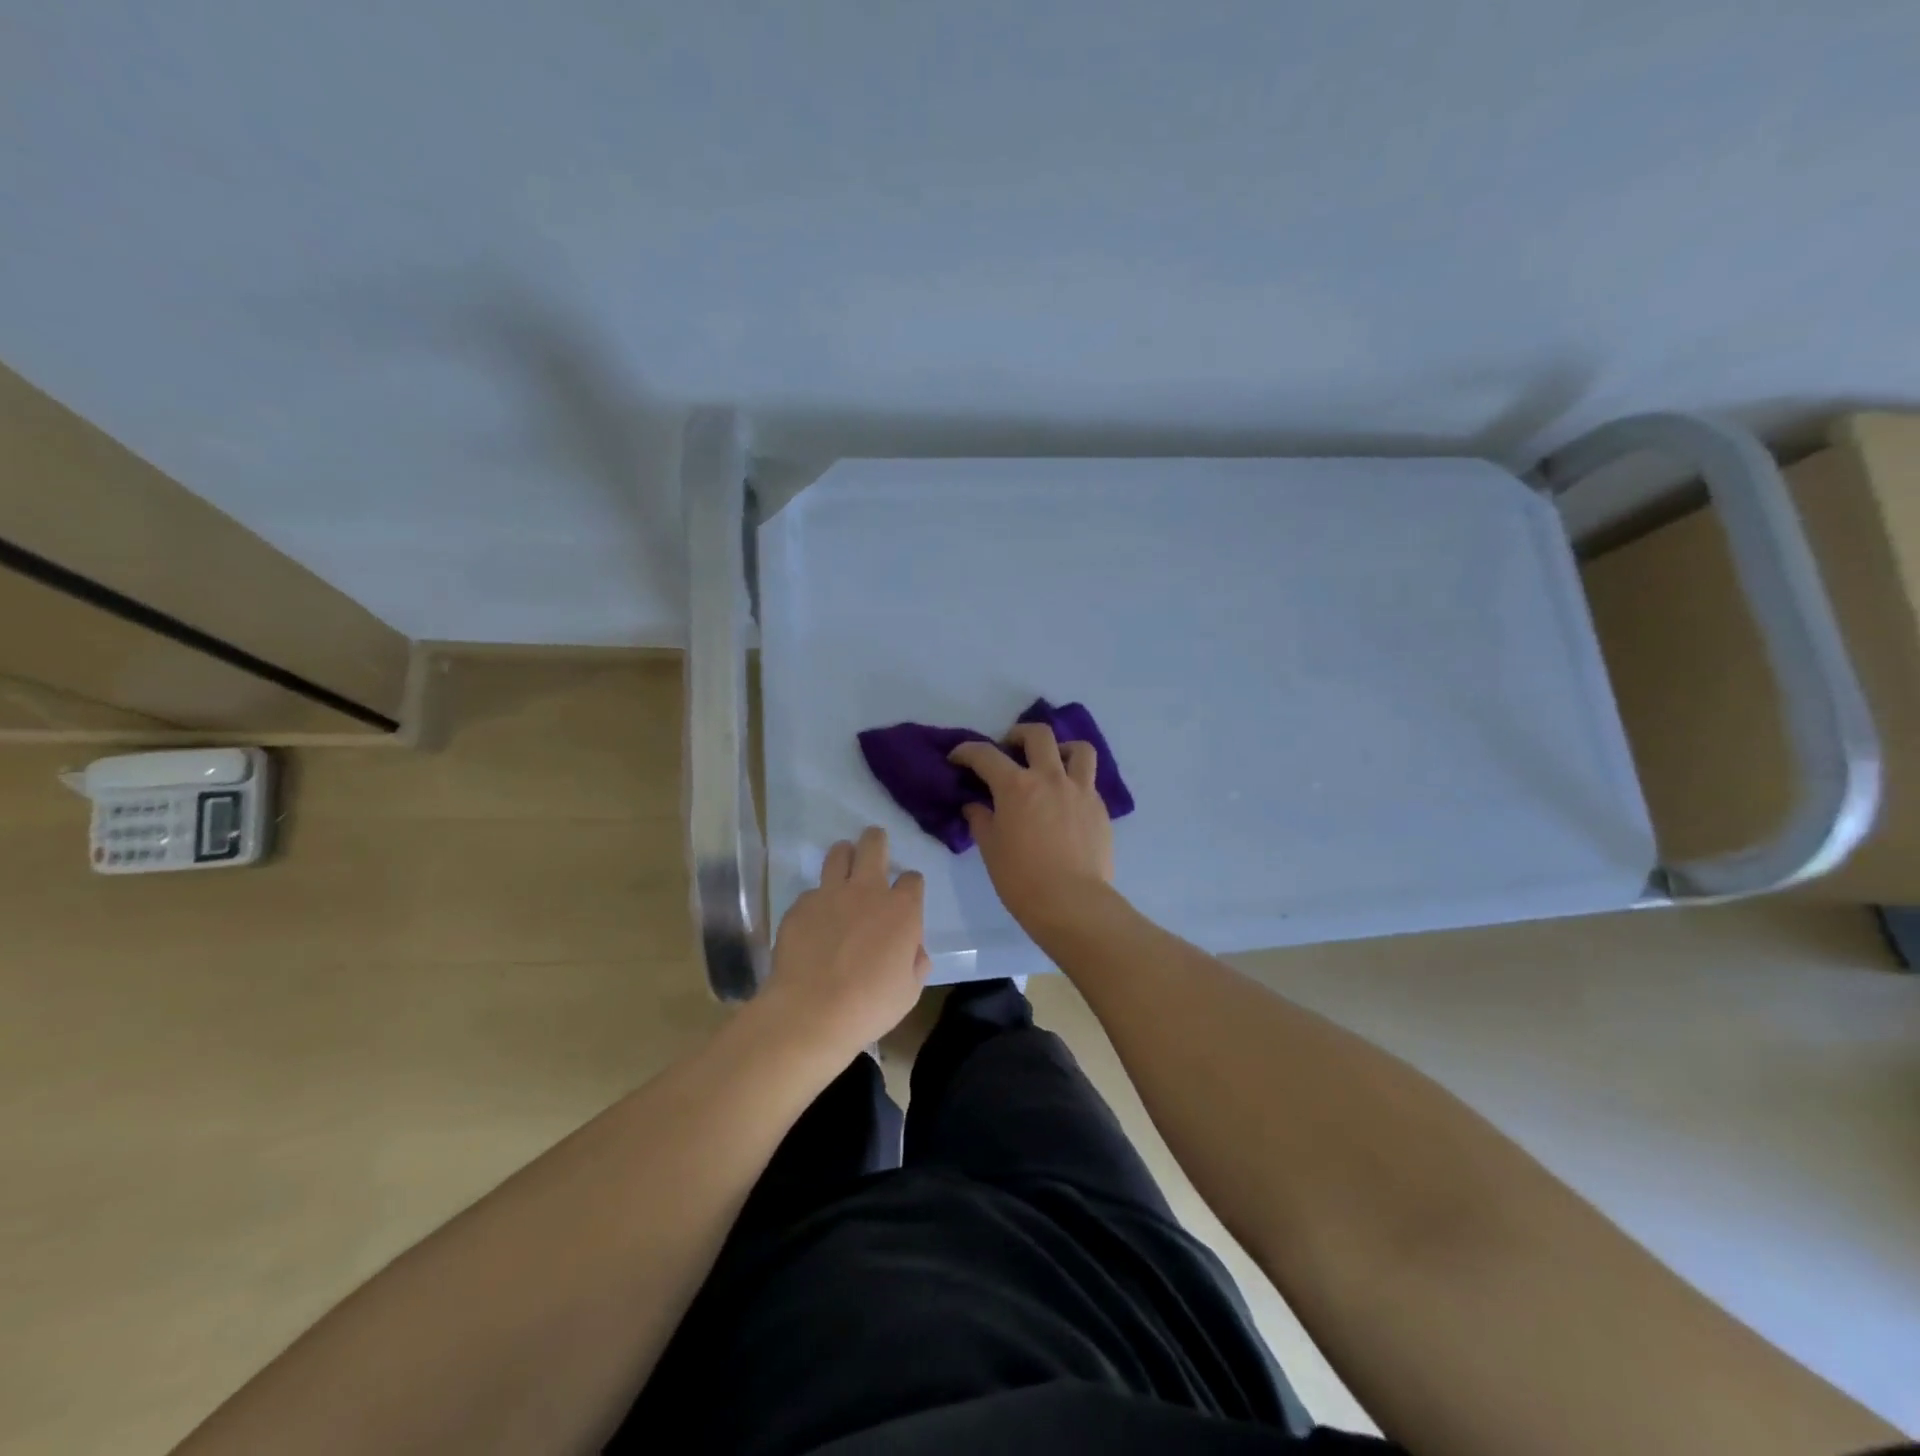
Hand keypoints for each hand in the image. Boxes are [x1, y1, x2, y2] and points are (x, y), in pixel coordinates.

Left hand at [761, 826, 930, 1056]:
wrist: (811, 1013)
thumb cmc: (869, 1006)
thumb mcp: (909, 991)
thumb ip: (915, 962)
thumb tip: (913, 950)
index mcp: (901, 910)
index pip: (912, 878)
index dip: (909, 886)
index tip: (904, 898)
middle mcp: (867, 891)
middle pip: (874, 844)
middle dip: (876, 841)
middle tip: (874, 848)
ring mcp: (830, 894)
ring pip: (838, 853)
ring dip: (844, 856)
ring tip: (843, 868)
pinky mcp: (800, 906)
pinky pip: (811, 892)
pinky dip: (816, 901)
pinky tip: (814, 922)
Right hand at [949, 723, 1114, 929]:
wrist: (1072, 902)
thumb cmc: (1021, 879)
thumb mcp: (990, 849)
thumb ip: (981, 820)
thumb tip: (975, 806)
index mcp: (1016, 786)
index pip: (985, 755)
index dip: (967, 752)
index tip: (958, 758)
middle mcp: (1050, 778)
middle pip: (1038, 735)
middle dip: (1018, 734)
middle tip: (1009, 748)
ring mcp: (1080, 790)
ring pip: (1078, 749)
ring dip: (1061, 749)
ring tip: (1051, 764)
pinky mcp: (1099, 808)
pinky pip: (1089, 781)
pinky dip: (1075, 782)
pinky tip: (1065, 803)